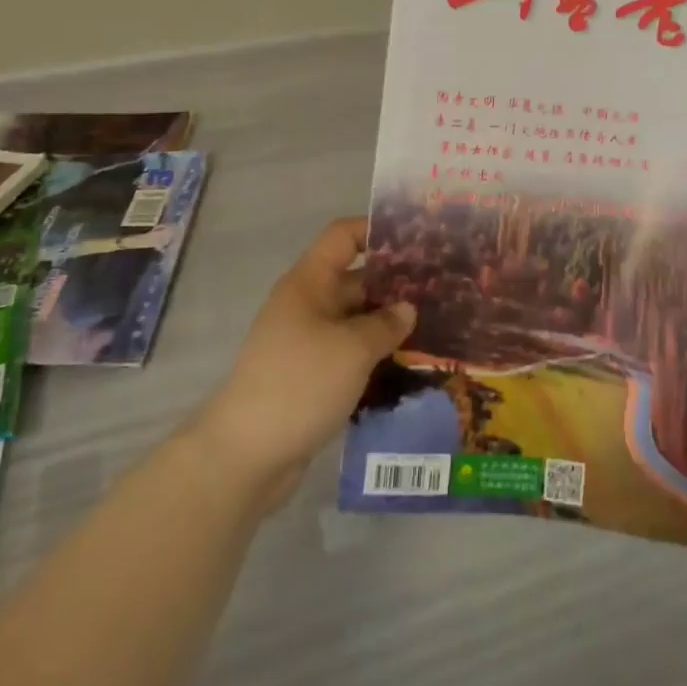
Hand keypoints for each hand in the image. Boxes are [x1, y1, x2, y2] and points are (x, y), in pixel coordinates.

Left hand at [198, 217, 415, 507]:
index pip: (344, 237)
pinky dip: (374, 353)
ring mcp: (306, 341)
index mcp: (309, 283)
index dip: (377, 230)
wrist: (246, 455)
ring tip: (434, 327)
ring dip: (388, 323)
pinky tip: (407, 364)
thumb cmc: (300, 384)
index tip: (417, 239)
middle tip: (440, 289)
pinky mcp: (310, 375)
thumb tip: (406, 309)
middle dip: (395, 283)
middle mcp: (307, 304)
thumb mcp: (353, 349)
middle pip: (355, 278)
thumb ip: (386, 324)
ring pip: (355, 319)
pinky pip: (349, 351)